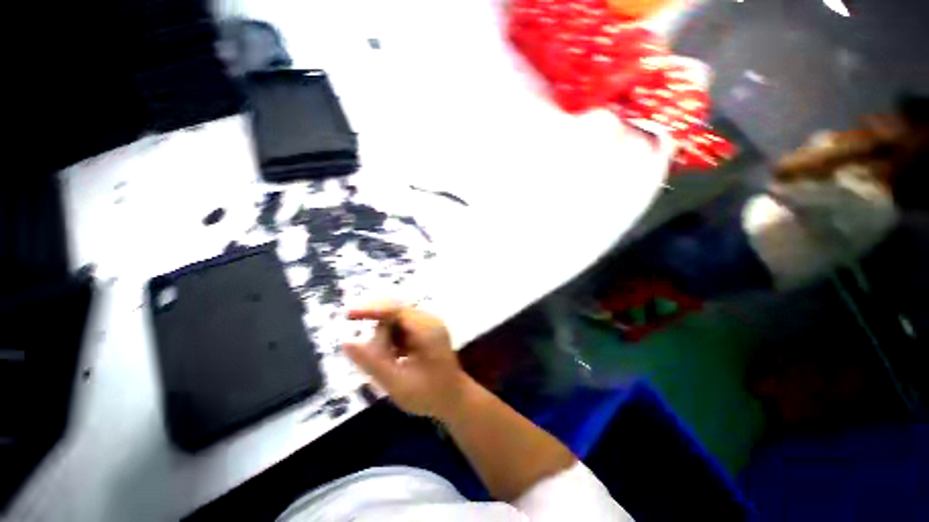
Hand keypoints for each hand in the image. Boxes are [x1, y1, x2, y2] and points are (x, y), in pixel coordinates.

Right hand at [343, 303, 468, 418]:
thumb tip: (346, 343)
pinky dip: (393, 342)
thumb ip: (372, 363)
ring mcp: (429, 325)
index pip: (396, 311)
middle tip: (379, 362)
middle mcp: (430, 321)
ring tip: (391, 365)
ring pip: (396, 323)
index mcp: (428, 330)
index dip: (371, 311)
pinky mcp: (426, 330)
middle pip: (395, 316)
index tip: (348, 315)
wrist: (454, 398)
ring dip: (386, 341)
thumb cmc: (429, 395)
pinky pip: (402, 329)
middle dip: (380, 337)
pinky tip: (396, 360)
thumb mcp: (397, 384)